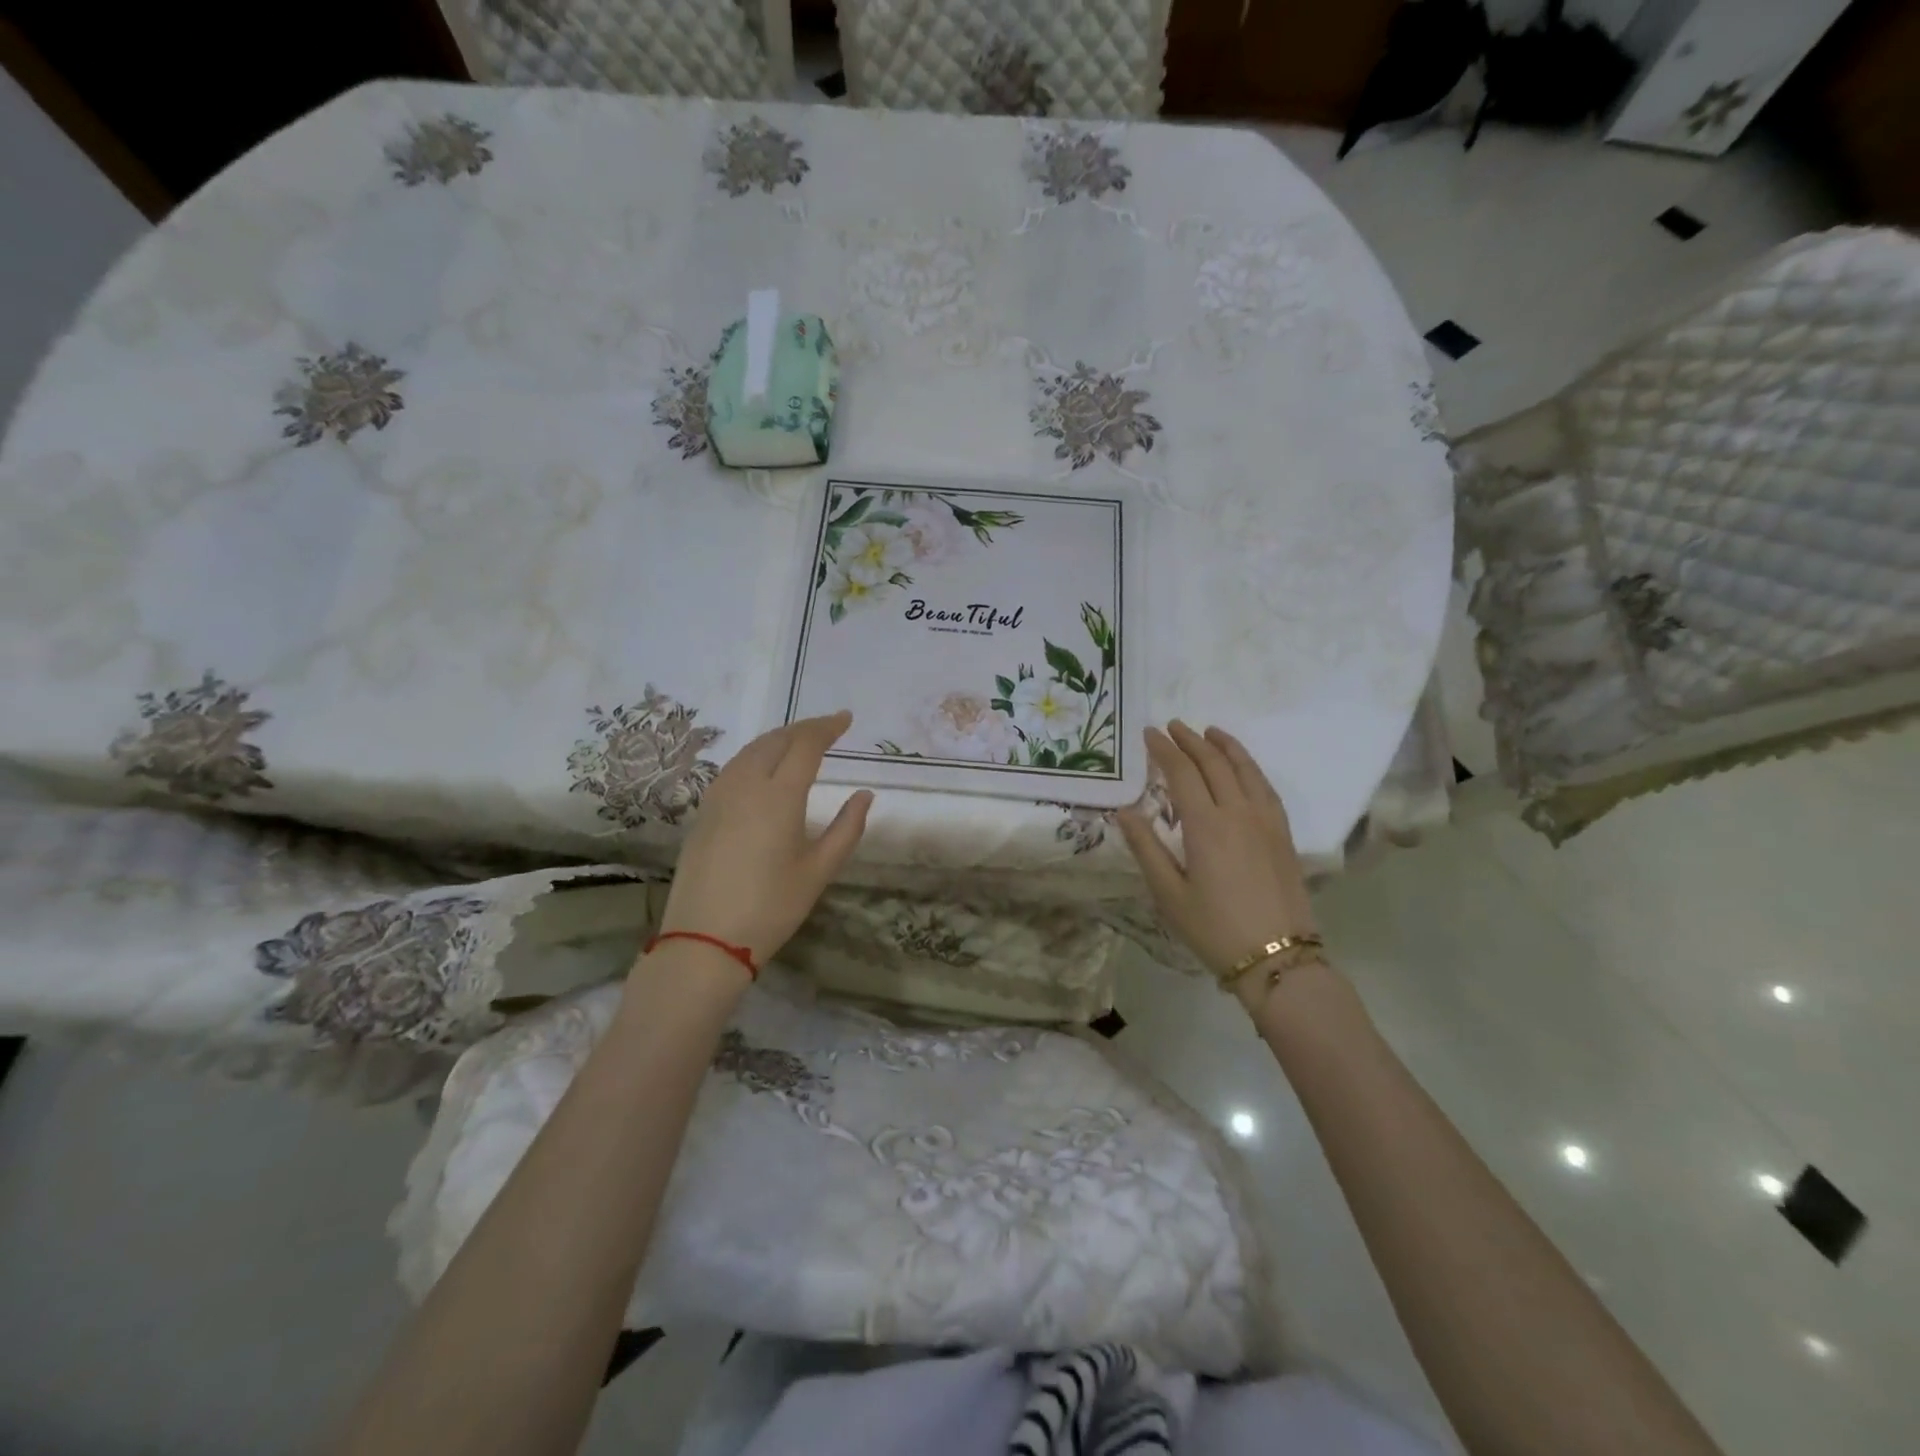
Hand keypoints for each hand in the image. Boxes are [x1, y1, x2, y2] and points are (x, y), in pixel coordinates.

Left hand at [654, 710, 872, 972]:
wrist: (704, 940)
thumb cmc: (771, 907)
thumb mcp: (819, 870)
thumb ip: (847, 828)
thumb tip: (864, 796)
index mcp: (779, 796)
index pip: (805, 745)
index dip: (827, 727)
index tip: (846, 719)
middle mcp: (746, 785)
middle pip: (776, 740)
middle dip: (804, 729)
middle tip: (827, 728)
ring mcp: (719, 797)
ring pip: (750, 751)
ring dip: (778, 739)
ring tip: (799, 742)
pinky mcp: (704, 812)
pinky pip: (733, 768)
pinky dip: (755, 756)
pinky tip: (763, 768)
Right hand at [1117, 722, 1318, 995]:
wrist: (1278, 957)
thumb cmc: (1214, 928)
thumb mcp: (1168, 893)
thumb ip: (1146, 848)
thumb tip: (1124, 811)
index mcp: (1206, 825)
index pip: (1182, 773)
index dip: (1164, 750)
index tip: (1149, 733)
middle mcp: (1238, 812)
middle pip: (1214, 764)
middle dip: (1191, 741)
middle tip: (1173, 726)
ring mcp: (1266, 821)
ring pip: (1245, 769)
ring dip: (1224, 746)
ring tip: (1209, 731)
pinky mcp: (1283, 833)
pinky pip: (1265, 786)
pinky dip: (1250, 766)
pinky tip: (1243, 767)